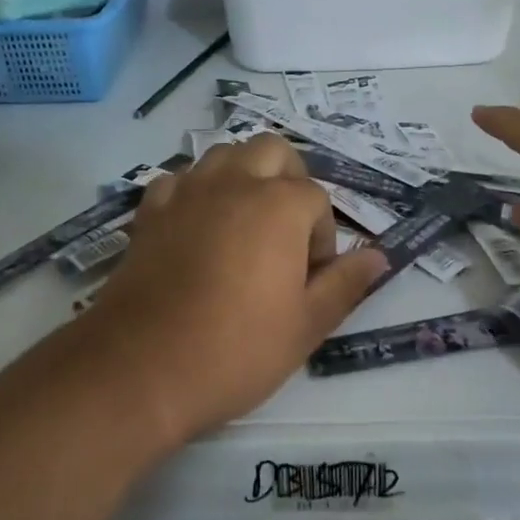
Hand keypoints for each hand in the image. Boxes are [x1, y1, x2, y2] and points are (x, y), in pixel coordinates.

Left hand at [72, 135, 387, 449]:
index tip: (308, 278)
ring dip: (243, 176)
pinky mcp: (150, 211)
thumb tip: (378, 257)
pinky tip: (196, 229)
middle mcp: (234, 183)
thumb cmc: (235, 350)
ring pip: (224, 154)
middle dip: (288, 180)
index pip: (316, 198)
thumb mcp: (306, 325)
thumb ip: (345, 284)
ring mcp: (187, 192)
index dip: (321, 237)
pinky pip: (181, 179)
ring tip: (244, 226)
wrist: (141, 368)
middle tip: (285, 232)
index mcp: (279, 205)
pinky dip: (196, 192)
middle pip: (272, 151)